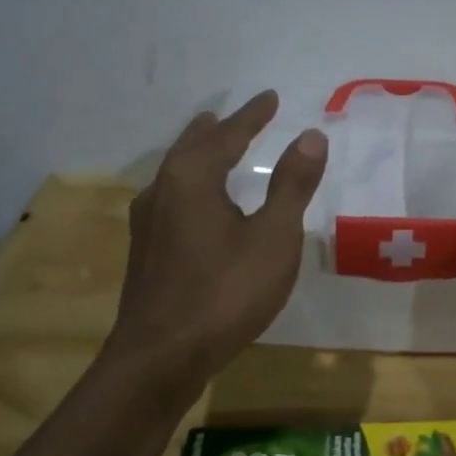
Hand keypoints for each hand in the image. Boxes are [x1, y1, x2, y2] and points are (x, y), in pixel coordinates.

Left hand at [104, 91, 328, 384]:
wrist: (160, 358)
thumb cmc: (225, 292)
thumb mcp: (274, 237)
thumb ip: (292, 184)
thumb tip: (310, 135)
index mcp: (192, 177)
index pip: (227, 134)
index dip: (252, 115)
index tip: (269, 97)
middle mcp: (163, 190)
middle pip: (192, 147)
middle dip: (217, 130)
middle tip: (234, 117)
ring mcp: (147, 222)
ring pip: (176, 173)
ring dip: (198, 155)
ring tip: (214, 149)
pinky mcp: (145, 252)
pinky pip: (171, 198)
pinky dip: (191, 185)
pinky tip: (196, 205)